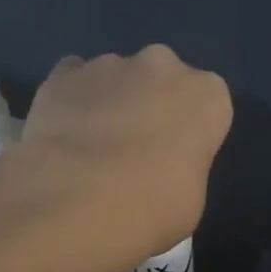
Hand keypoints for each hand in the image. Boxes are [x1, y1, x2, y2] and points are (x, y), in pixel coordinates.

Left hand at [24, 46, 232, 252]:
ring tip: (91, 149)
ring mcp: (109, 64)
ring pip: (116, 77)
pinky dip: (71, 100)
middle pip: (162, 79)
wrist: (80, 200)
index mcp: (207, 94)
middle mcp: (163, 66)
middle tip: (135, 150)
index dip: (191, 131)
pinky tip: (62, 135)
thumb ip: (182, 166)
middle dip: (151, 104)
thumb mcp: (191, 197)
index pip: (207, 105)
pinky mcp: (63, 73)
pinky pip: (72, 81)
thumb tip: (160, 168)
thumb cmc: (155, 206)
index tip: (177, 158)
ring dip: (110, 102)